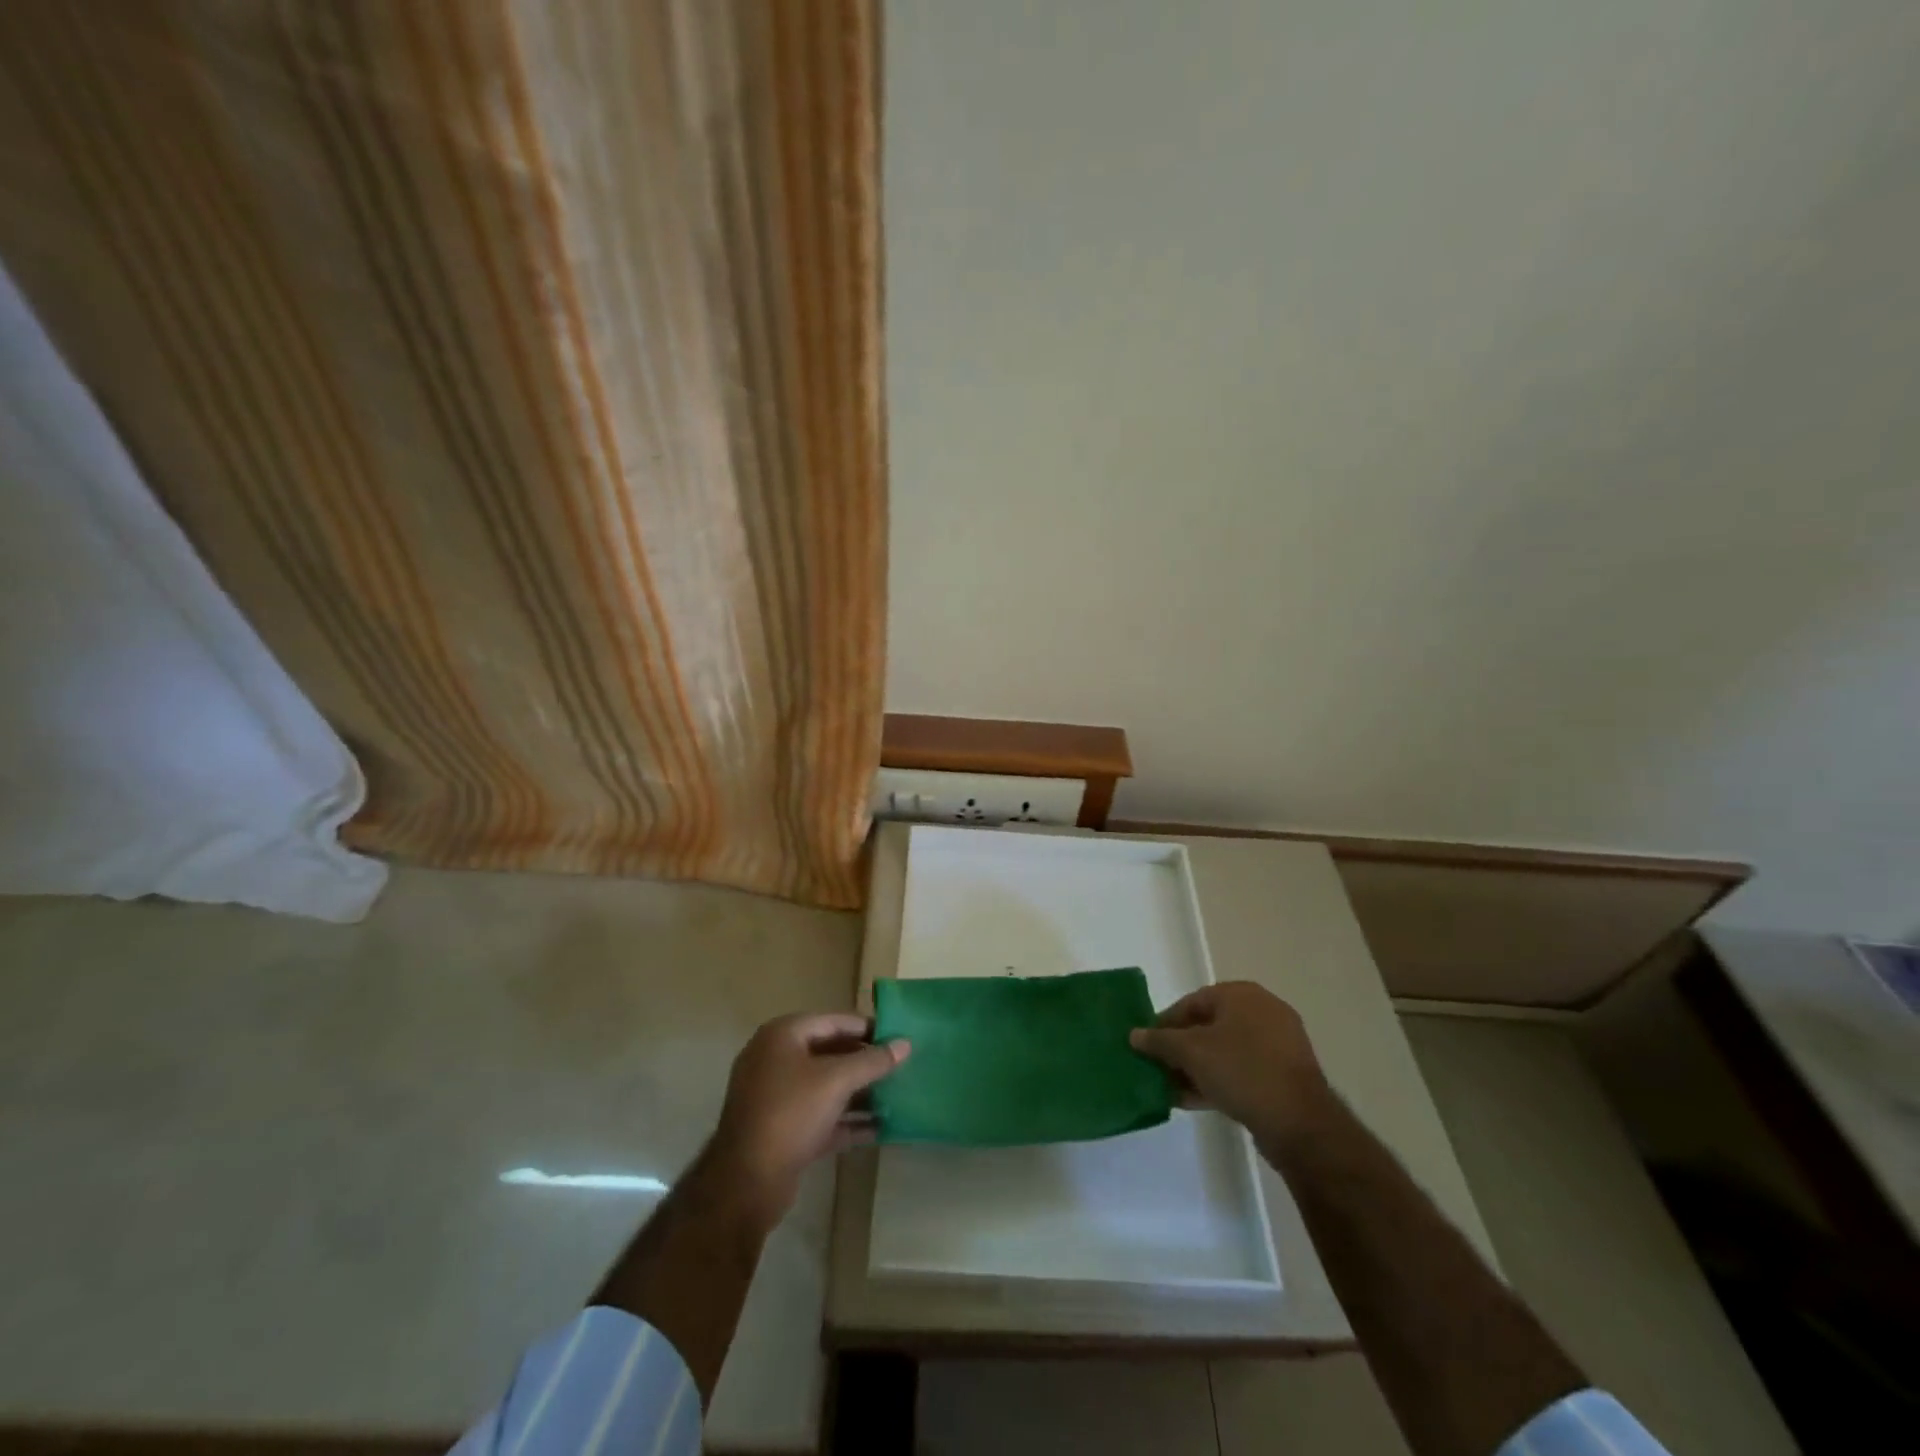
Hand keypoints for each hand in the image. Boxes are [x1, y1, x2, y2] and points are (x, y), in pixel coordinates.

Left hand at [707, 1012, 909, 1223]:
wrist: (746, 1183)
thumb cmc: (791, 1113)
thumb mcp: (836, 1081)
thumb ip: (872, 1061)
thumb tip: (905, 1044)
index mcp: (782, 1036)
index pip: (833, 1021)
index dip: (867, 1028)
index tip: (898, 1037)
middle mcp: (776, 1060)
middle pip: (830, 1053)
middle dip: (865, 1062)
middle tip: (901, 1067)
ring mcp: (776, 1096)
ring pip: (826, 1086)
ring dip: (859, 1093)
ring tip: (897, 1096)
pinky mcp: (782, 1130)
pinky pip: (821, 1115)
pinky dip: (847, 1120)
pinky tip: (880, 1128)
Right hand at [1130, 983, 1332, 1150]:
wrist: (1300, 1123)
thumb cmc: (1242, 1071)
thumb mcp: (1191, 1052)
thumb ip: (1159, 1041)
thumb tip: (1135, 1035)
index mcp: (1242, 994)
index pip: (1191, 1002)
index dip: (1165, 1024)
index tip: (1147, 1046)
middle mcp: (1263, 1011)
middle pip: (1208, 1026)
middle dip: (1181, 1049)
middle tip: (1159, 1069)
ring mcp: (1278, 1043)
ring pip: (1225, 1051)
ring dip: (1197, 1068)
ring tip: (1173, 1089)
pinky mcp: (1286, 1074)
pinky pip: (1243, 1070)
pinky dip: (1219, 1080)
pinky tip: (1196, 1100)